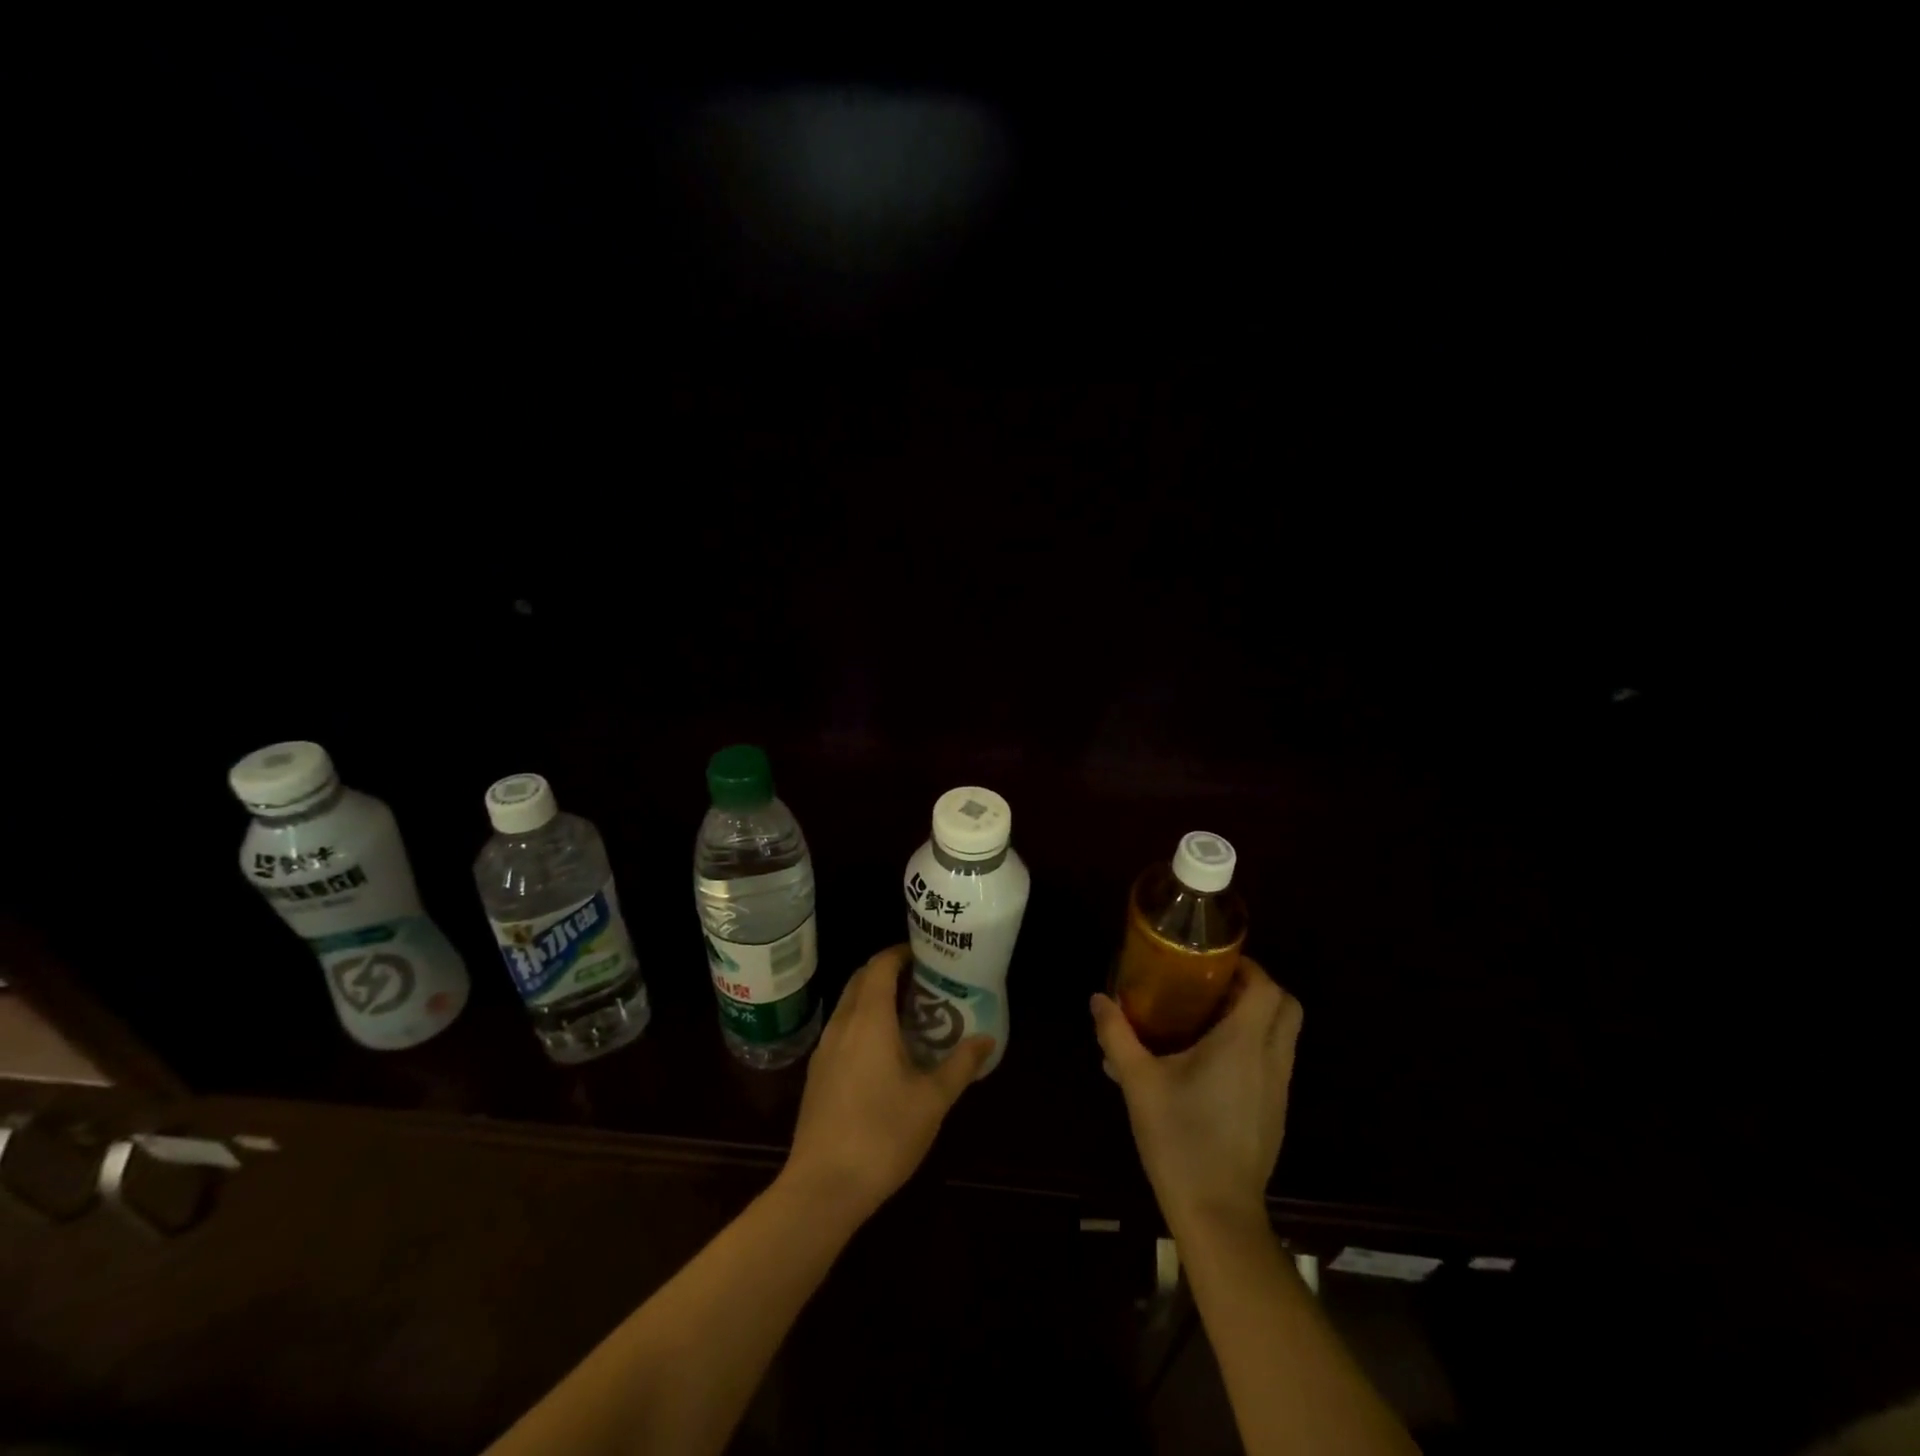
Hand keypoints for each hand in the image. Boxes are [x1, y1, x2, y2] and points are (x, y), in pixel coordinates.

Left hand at [785, 944, 992, 1220]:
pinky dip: (862, 1023)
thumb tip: (986, 1039)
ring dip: (874, 998)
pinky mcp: (817, 1075)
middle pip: (861, 980)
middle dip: (888, 972)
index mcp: (869, 1020)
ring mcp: (824, 1050)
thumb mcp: (932, 1100)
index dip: (900, 953)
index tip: (925, 954)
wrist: (822, 1188)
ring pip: (848, 1006)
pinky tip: (883, 1051)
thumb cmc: (882, 1135)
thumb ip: (960, 1065)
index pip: (879, 966)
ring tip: (909, 1013)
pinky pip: (841, 1030)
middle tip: (922, 981)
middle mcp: (842, 1025)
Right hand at [1091, 957, 1302, 1232]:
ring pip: (1284, 1034)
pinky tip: (1213, 1063)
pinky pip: (1275, 1061)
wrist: (1217, 1214)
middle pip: (1288, 1006)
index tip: (1213, 963)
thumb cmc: (1180, 1139)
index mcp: (1243, 1044)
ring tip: (1209, 1019)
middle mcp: (1270, 1059)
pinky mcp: (1275, 1112)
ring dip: (1257, 1016)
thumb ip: (1117, 1035)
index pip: (1267, 988)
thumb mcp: (1138, 1083)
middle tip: (1215, 987)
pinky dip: (1255, 1046)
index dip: (1247, 967)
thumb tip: (1098, 999)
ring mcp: (1278, 1088)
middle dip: (1258, 987)